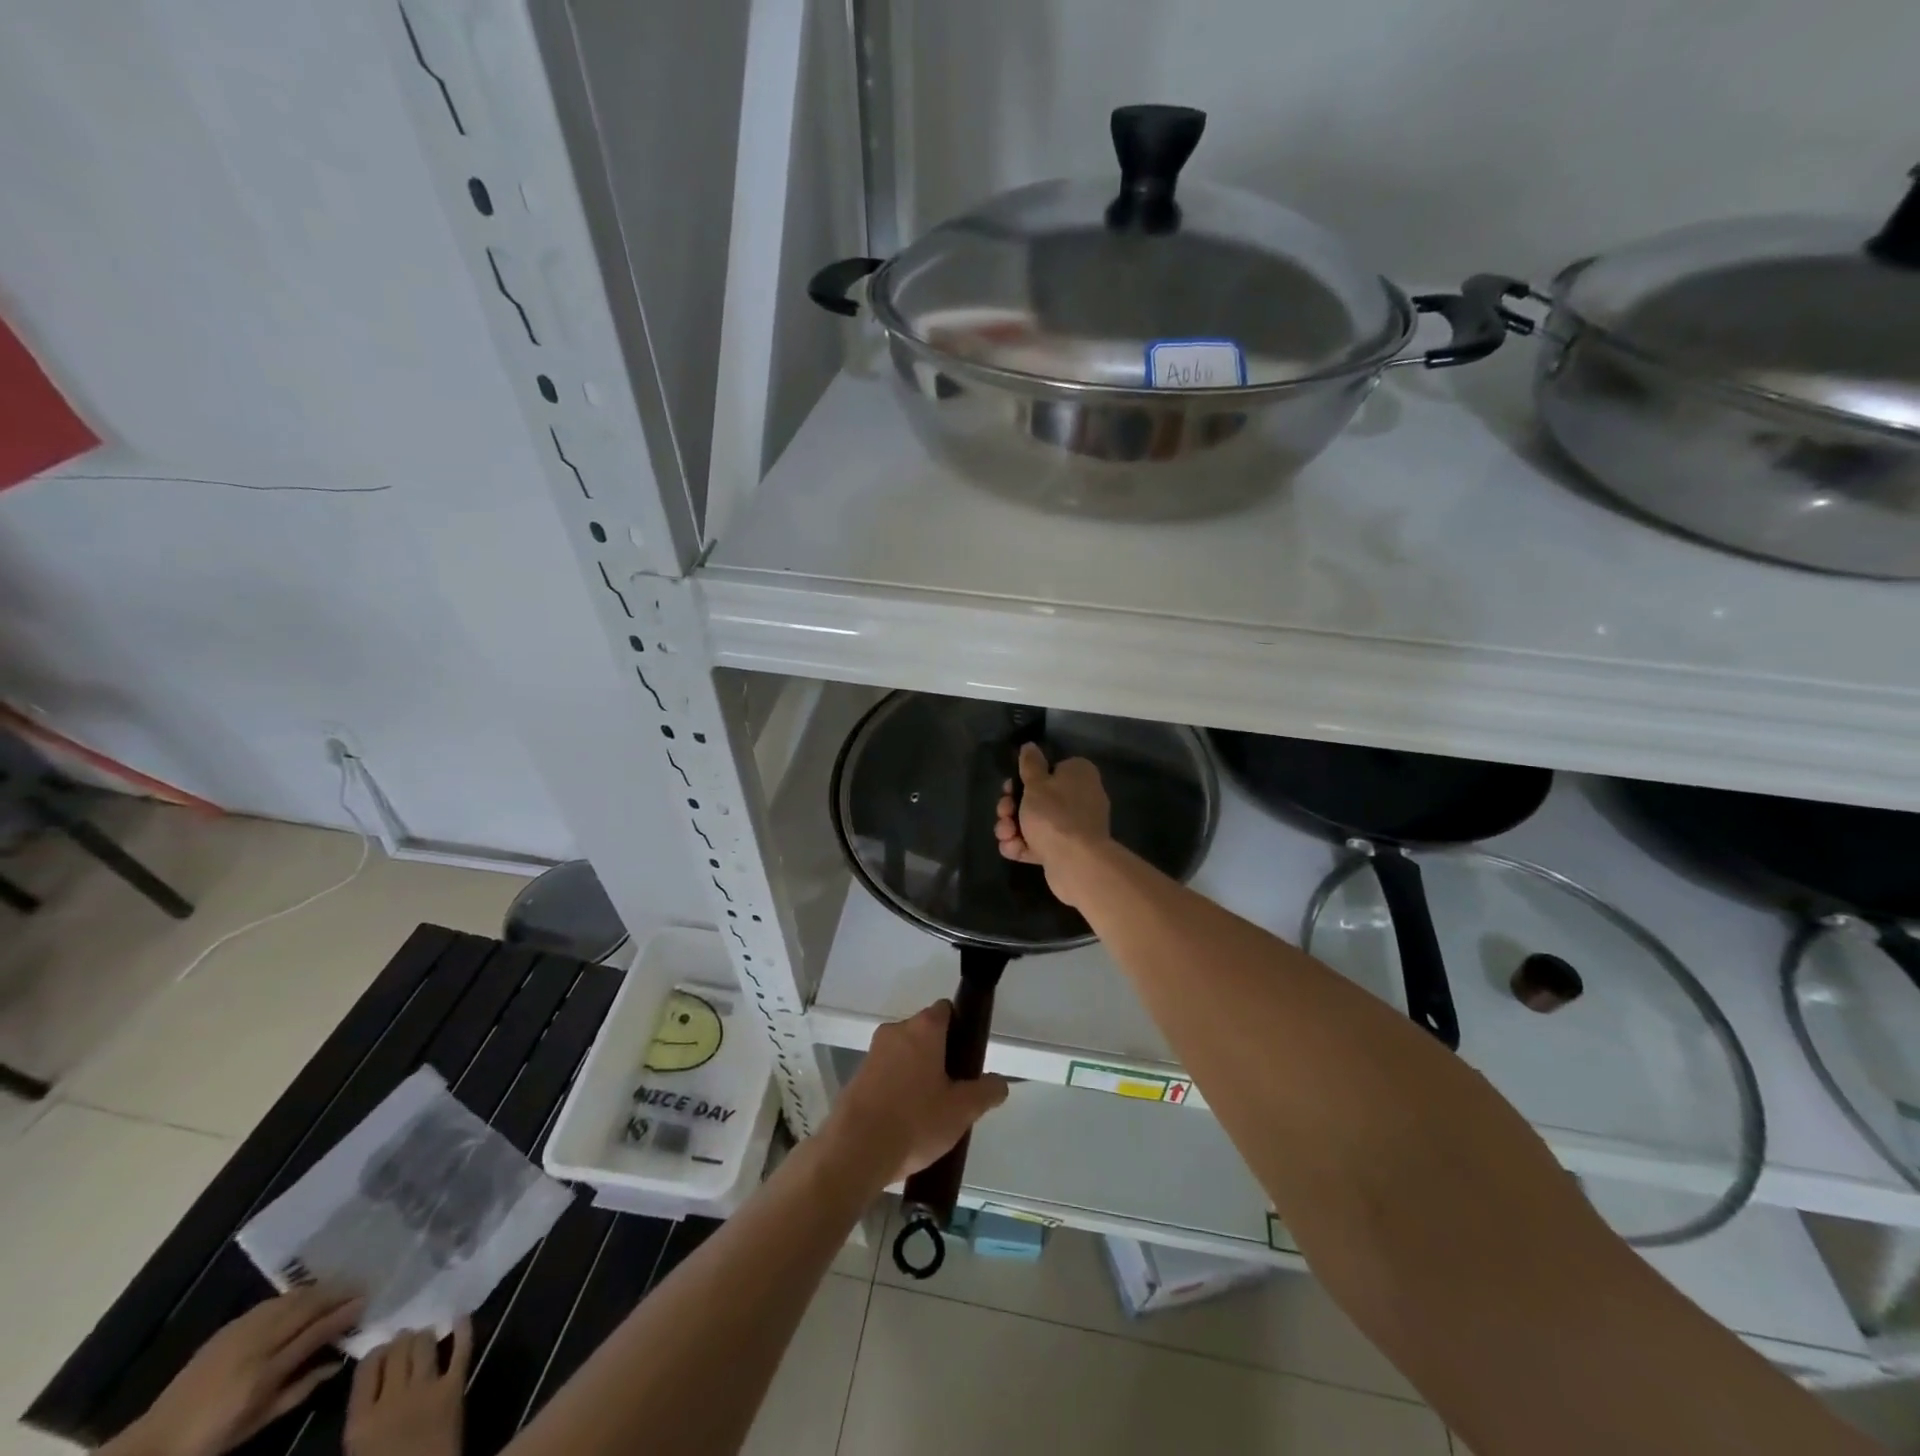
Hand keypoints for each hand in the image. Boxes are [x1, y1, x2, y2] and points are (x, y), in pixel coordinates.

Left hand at [126, 1285, 361, 1455]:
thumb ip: (299, 1390)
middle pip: (305, 1309)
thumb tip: (338, 1362)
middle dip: (336, 1294)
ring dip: (318, 1289)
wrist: (152, 1443)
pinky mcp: (226, 1330)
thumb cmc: (210, 1439)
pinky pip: (270, 1303)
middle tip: (360, 1285)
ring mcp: (238, 1334)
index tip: (365, 1302)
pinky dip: (293, 1295)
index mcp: (263, 1375)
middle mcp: (255, 1347)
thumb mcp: (256, 1424)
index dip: (343, 1314)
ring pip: (289, 1300)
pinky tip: (303, 1295)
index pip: (315, 1333)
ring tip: (339, 1284)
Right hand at [345, 1323, 471, 1455]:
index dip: (377, 1353)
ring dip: (425, 1335)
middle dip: (402, 1340)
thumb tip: (373, 1384)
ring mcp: (426, 1389)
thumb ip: (363, 1417)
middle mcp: (391, 1399)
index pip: (367, 1367)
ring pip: (425, 1343)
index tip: (383, 1351)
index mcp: (360, 1422)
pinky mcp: (455, 1387)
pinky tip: (461, 1316)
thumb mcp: (359, 1450)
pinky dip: (463, 1328)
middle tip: (406, 1338)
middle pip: (398, 1350)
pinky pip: (461, 1349)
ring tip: (426, 1333)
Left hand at [825, 1002, 1010, 1185]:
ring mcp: (872, 1052)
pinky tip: (905, 1121)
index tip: (968, 1057)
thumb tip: (999, 1082)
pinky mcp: (856, 1076)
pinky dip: (897, 1088)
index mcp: (923, 1028)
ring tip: (930, 1111)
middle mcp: (896, 1030)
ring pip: (904, 1054)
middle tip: (954, 1089)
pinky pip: (886, 1073)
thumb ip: (986, 1092)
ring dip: (917, 1073)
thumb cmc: (915, 1120)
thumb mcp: (962, 1110)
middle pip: (925, 1033)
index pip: (946, 1010)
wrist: (855, 1150)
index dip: (960, 1028)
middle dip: (940, 1055)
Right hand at [995, 743, 1111, 906]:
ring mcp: (1075, 826)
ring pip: (1036, 822)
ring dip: (1014, 827)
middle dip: (1013, 807)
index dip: (1025, 779)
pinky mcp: (1067, 850)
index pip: (1049, 770)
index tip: (1009, 788)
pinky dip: (1024, 845)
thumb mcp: (1035, 784)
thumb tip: (1030, 745)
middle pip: (1038, 798)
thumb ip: (1030, 764)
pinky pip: (1041, 842)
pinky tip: (1012, 849)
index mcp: (1078, 774)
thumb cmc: (1054, 815)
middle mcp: (1080, 797)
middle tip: (1003, 812)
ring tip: (1005, 834)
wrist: (1076, 862)